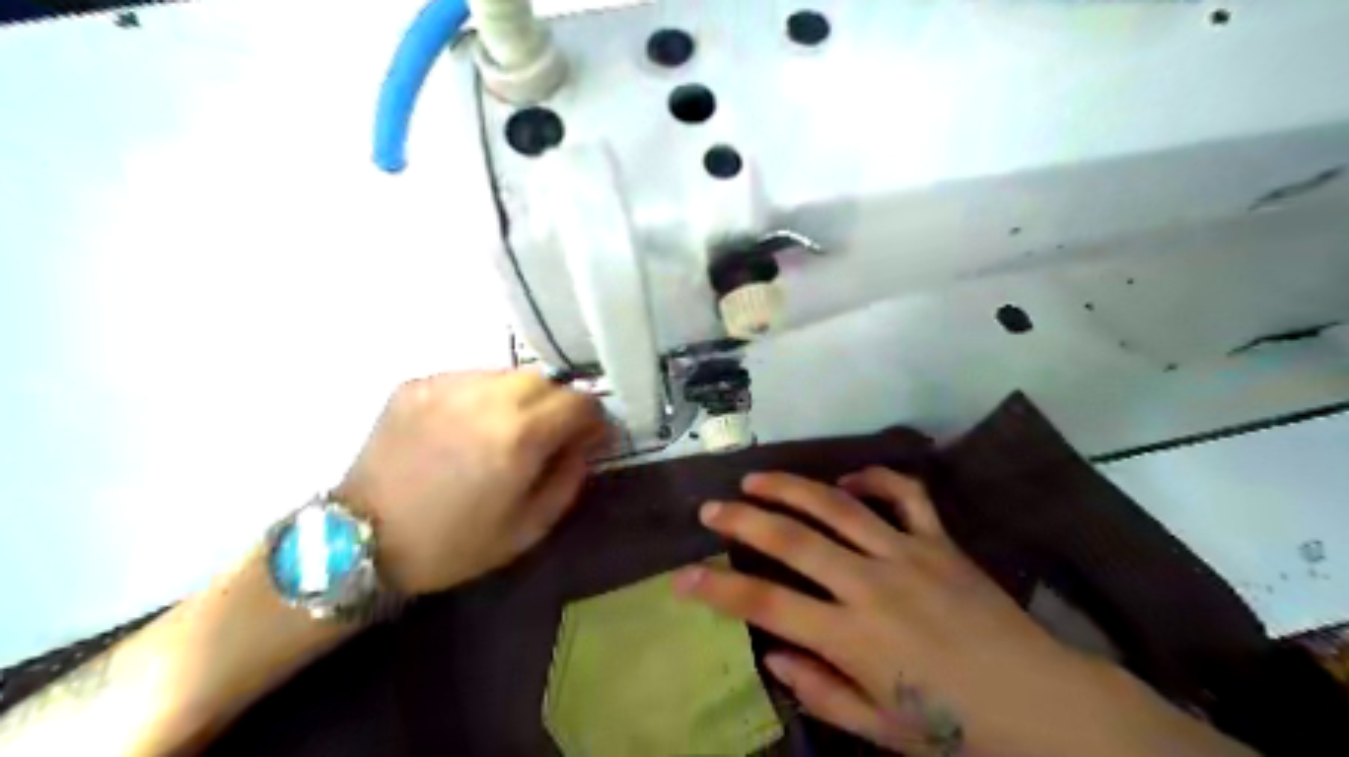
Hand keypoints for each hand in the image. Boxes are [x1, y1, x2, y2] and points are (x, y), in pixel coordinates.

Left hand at [338, 373, 605, 597]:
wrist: (359, 540)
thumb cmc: (452, 544)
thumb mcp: (528, 529)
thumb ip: (569, 478)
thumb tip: (586, 443)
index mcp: (519, 436)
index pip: (579, 401)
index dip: (593, 418)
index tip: (589, 437)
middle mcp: (487, 398)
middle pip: (546, 380)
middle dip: (558, 405)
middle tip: (549, 436)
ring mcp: (448, 386)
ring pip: (508, 374)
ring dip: (522, 398)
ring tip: (507, 430)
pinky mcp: (418, 384)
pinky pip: (470, 378)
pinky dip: (484, 397)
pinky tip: (468, 427)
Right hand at [670, 471, 1253, 752]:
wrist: (1045, 705)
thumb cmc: (958, 730)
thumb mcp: (880, 730)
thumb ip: (820, 690)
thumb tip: (771, 653)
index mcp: (855, 638)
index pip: (767, 605)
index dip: (717, 590)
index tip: (680, 577)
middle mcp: (872, 586)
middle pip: (793, 540)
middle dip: (742, 521)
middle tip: (709, 508)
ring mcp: (908, 555)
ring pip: (838, 506)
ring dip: (791, 487)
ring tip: (756, 478)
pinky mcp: (941, 541)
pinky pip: (904, 495)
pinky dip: (873, 478)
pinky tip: (846, 478)